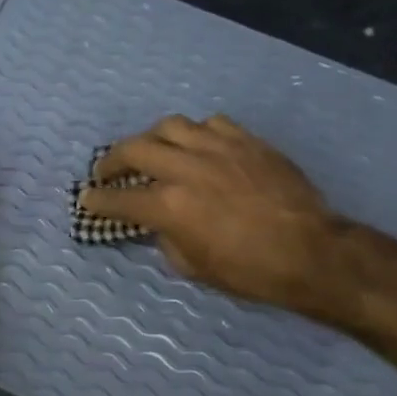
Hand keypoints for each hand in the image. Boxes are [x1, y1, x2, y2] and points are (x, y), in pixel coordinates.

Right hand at [78, 115, 350, 314]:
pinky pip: (210, 124)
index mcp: (169, 206)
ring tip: (150, 151)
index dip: (97, 200)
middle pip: (135, 149)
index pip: (118, 199)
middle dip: (112, 161)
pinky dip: (194, 134)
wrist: (310, 252)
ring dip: (151, 139)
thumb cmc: (248, 271)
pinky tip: (196, 147)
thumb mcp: (193, 266)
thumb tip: (158, 222)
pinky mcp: (246, 141)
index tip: (86, 199)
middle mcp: (186, 169)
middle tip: (107, 172)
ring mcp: (218, 148)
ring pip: (170, 126)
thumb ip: (166, 237)